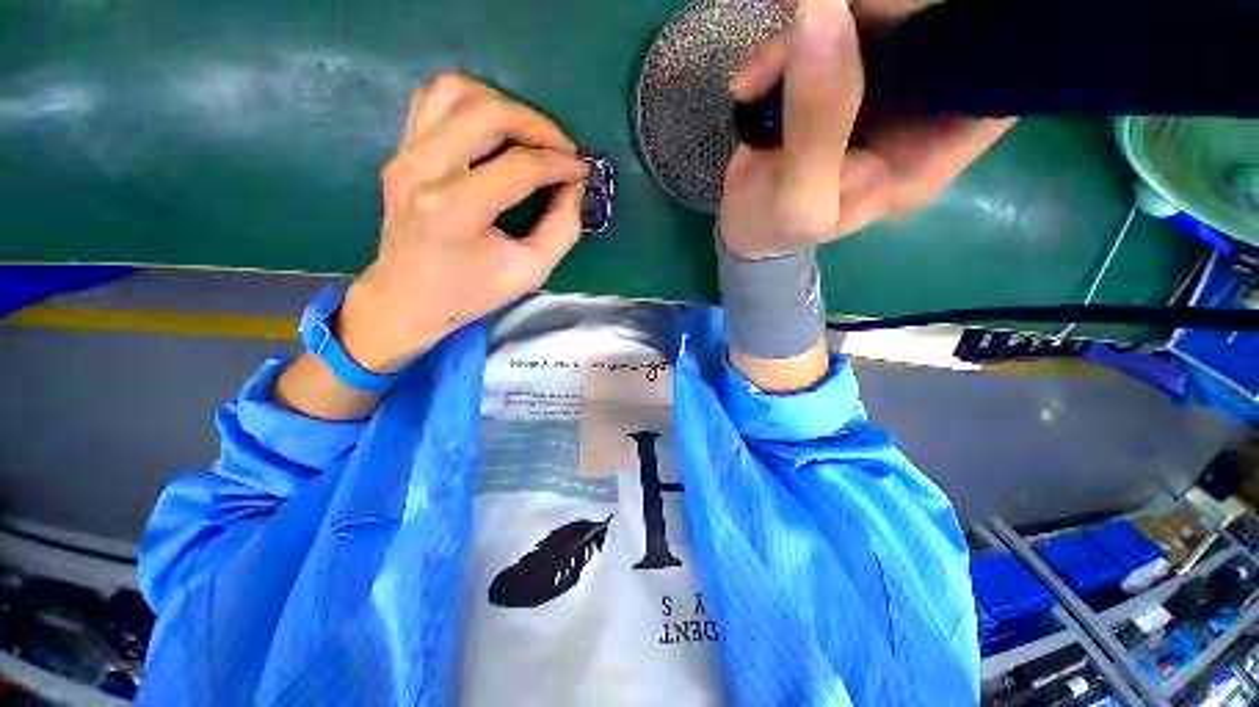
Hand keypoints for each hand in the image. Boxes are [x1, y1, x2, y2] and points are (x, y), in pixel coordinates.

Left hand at [337, 73, 587, 372]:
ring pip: (456, 91)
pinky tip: (494, 129)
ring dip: (504, 105)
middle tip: (562, 149)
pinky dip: (472, 103)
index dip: (559, 164)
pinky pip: (435, 101)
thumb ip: (562, 227)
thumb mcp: (532, 270)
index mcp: (455, 210)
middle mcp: (423, 170)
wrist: (408, 300)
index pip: (519, 166)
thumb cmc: (471, 293)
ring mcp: (405, 155)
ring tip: (530, 135)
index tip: (582, 171)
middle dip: (537, 125)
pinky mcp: (400, 151)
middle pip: (488, 113)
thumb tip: (573, 186)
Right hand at [721, 0, 1013, 258]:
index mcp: (929, 154)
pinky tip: (753, 79)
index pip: (991, 82)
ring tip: (760, 73)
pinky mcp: (839, 78)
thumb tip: (823, 10)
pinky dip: (788, 43)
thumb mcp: (798, 199)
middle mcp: (915, 113)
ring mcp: (878, 90)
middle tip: (820, 23)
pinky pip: (830, 32)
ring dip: (817, 29)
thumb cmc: (776, 230)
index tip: (915, 22)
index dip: (973, 36)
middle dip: (881, 17)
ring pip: (878, 22)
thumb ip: (817, 123)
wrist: (744, 227)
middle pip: (933, 33)